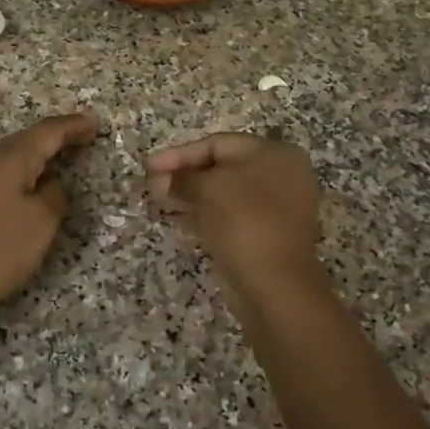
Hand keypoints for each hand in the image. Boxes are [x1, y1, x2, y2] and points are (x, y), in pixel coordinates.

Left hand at [0, 112, 98, 335]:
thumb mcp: (41, 223)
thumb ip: (54, 195)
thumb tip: (48, 184)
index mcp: (8, 159)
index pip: (47, 132)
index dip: (73, 126)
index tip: (95, 123)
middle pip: (26, 140)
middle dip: (55, 137)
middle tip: (83, 137)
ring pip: (9, 157)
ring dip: (36, 155)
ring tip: (60, 159)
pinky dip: (20, 173)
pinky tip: (27, 186)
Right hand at [146, 133, 322, 293]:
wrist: (275, 284)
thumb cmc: (243, 222)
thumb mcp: (206, 189)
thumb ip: (182, 179)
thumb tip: (165, 181)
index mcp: (274, 154)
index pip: (217, 144)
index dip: (179, 154)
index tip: (148, 166)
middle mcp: (281, 175)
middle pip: (222, 167)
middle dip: (183, 176)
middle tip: (151, 186)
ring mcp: (277, 207)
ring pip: (225, 194)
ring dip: (190, 196)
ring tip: (159, 202)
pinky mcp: (268, 234)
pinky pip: (231, 216)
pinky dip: (205, 214)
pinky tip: (178, 219)